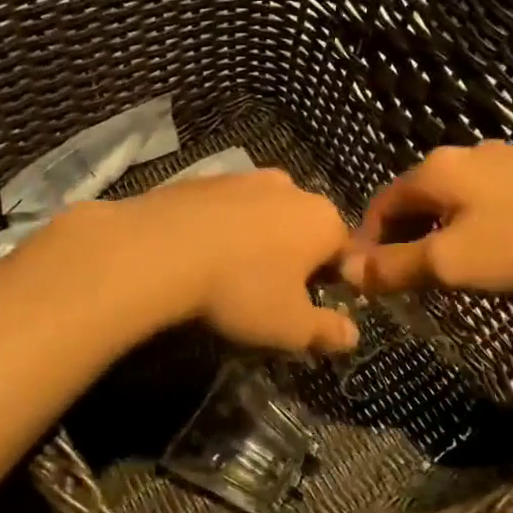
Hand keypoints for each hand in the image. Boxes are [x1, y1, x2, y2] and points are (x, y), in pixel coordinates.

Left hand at [49, 170, 358, 353]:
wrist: (160, 249)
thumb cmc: (241, 289)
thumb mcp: (290, 326)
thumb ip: (326, 331)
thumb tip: (352, 335)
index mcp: (322, 220)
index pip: (343, 251)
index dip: (331, 282)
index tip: (307, 307)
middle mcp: (290, 188)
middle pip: (303, 227)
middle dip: (293, 257)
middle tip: (268, 293)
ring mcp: (244, 177)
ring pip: (263, 214)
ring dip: (256, 239)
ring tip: (230, 274)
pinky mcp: (203, 178)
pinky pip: (225, 208)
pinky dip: (221, 227)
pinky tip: (200, 254)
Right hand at [341, 142, 512, 294]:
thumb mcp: (452, 262)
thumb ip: (394, 267)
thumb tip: (346, 272)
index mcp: (433, 171)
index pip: (378, 206)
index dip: (365, 244)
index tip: (365, 281)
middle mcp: (460, 156)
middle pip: (413, 200)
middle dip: (400, 240)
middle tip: (402, 282)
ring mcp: (502, 160)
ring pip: (449, 200)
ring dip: (435, 234)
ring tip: (444, 271)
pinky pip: (483, 200)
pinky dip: (469, 226)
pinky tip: (490, 250)